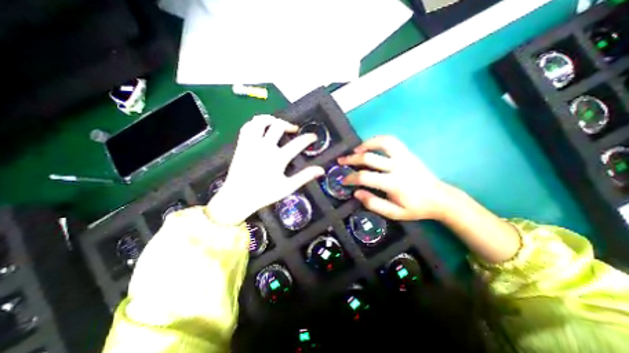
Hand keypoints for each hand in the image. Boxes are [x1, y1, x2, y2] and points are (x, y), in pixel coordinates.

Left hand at [206, 116, 324, 225]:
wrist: (238, 197)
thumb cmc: (264, 194)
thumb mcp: (288, 187)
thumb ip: (304, 177)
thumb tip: (321, 170)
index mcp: (278, 158)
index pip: (297, 143)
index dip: (308, 138)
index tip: (313, 136)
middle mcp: (265, 147)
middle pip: (278, 126)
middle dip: (289, 125)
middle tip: (294, 129)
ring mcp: (251, 144)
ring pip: (260, 121)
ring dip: (271, 119)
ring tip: (277, 123)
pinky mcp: (242, 145)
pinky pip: (247, 127)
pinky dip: (255, 123)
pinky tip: (261, 128)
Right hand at [340, 135, 451, 219]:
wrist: (440, 198)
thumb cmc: (416, 208)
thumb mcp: (394, 213)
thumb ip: (373, 203)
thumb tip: (356, 192)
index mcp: (394, 184)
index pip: (366, 177)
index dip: (351, 178)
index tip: (343, 180)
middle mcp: (398, 167)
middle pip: (369, 158)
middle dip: (351, 159)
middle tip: (341, 161)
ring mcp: (404, 157)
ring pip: (382, 142)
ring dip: (366, 144)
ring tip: (355, 150)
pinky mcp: (408, 153)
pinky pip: (391, 141)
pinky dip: (378, 140)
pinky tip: (370, 146)